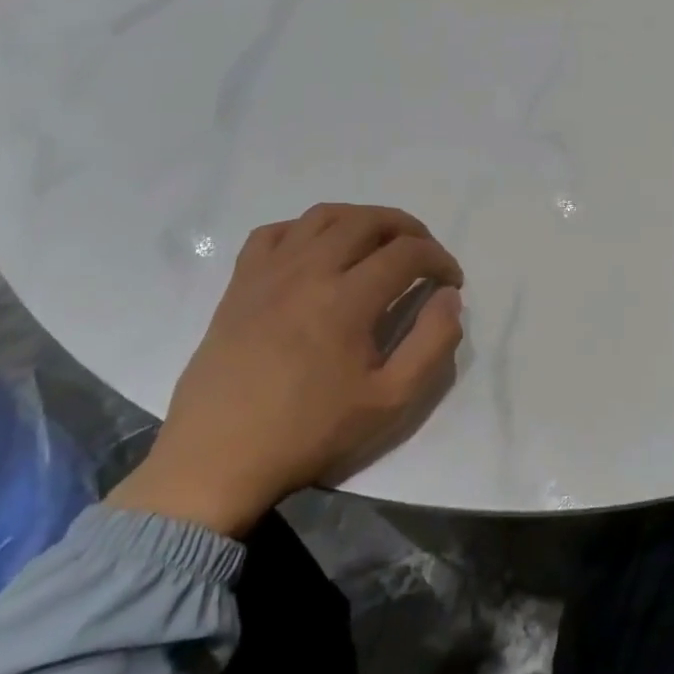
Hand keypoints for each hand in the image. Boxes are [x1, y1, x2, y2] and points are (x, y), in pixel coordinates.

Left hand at [108, 204, 463, 537]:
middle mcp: (308, 271)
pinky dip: (307, 229)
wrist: (220, 457)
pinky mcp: (240, 283)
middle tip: (425, 254)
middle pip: (367, 221)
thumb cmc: (310, 431)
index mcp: (346, 299)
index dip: (440, 259)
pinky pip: (275, 232)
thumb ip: (432, 343)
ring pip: (323, 216)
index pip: (407, 252)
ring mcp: (268, 272)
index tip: (452, 281)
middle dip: (408, 229)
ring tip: (379, 243)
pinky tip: (318, 252)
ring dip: (362, 219)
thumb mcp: (391, 400)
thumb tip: (449, 297)